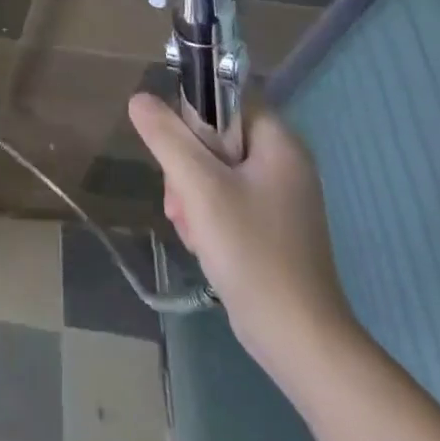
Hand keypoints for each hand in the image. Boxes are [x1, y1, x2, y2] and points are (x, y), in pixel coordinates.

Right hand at [129, 94, 355, 382]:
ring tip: (190, 228)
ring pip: (215, 170)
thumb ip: (167, 136)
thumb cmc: (252, 252)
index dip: (192, 116)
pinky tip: (201, 241)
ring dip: (191, 193)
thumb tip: (139, 99)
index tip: (175, 150)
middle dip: (186, 165)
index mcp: (279, 142)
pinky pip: (227, 199)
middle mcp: (285, 163)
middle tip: (180, 200)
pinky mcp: (272, 227)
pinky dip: (207, 214)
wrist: (300, 341)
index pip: (224, 99)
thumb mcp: (199, 187)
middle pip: (215, 136)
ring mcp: (280, 198)